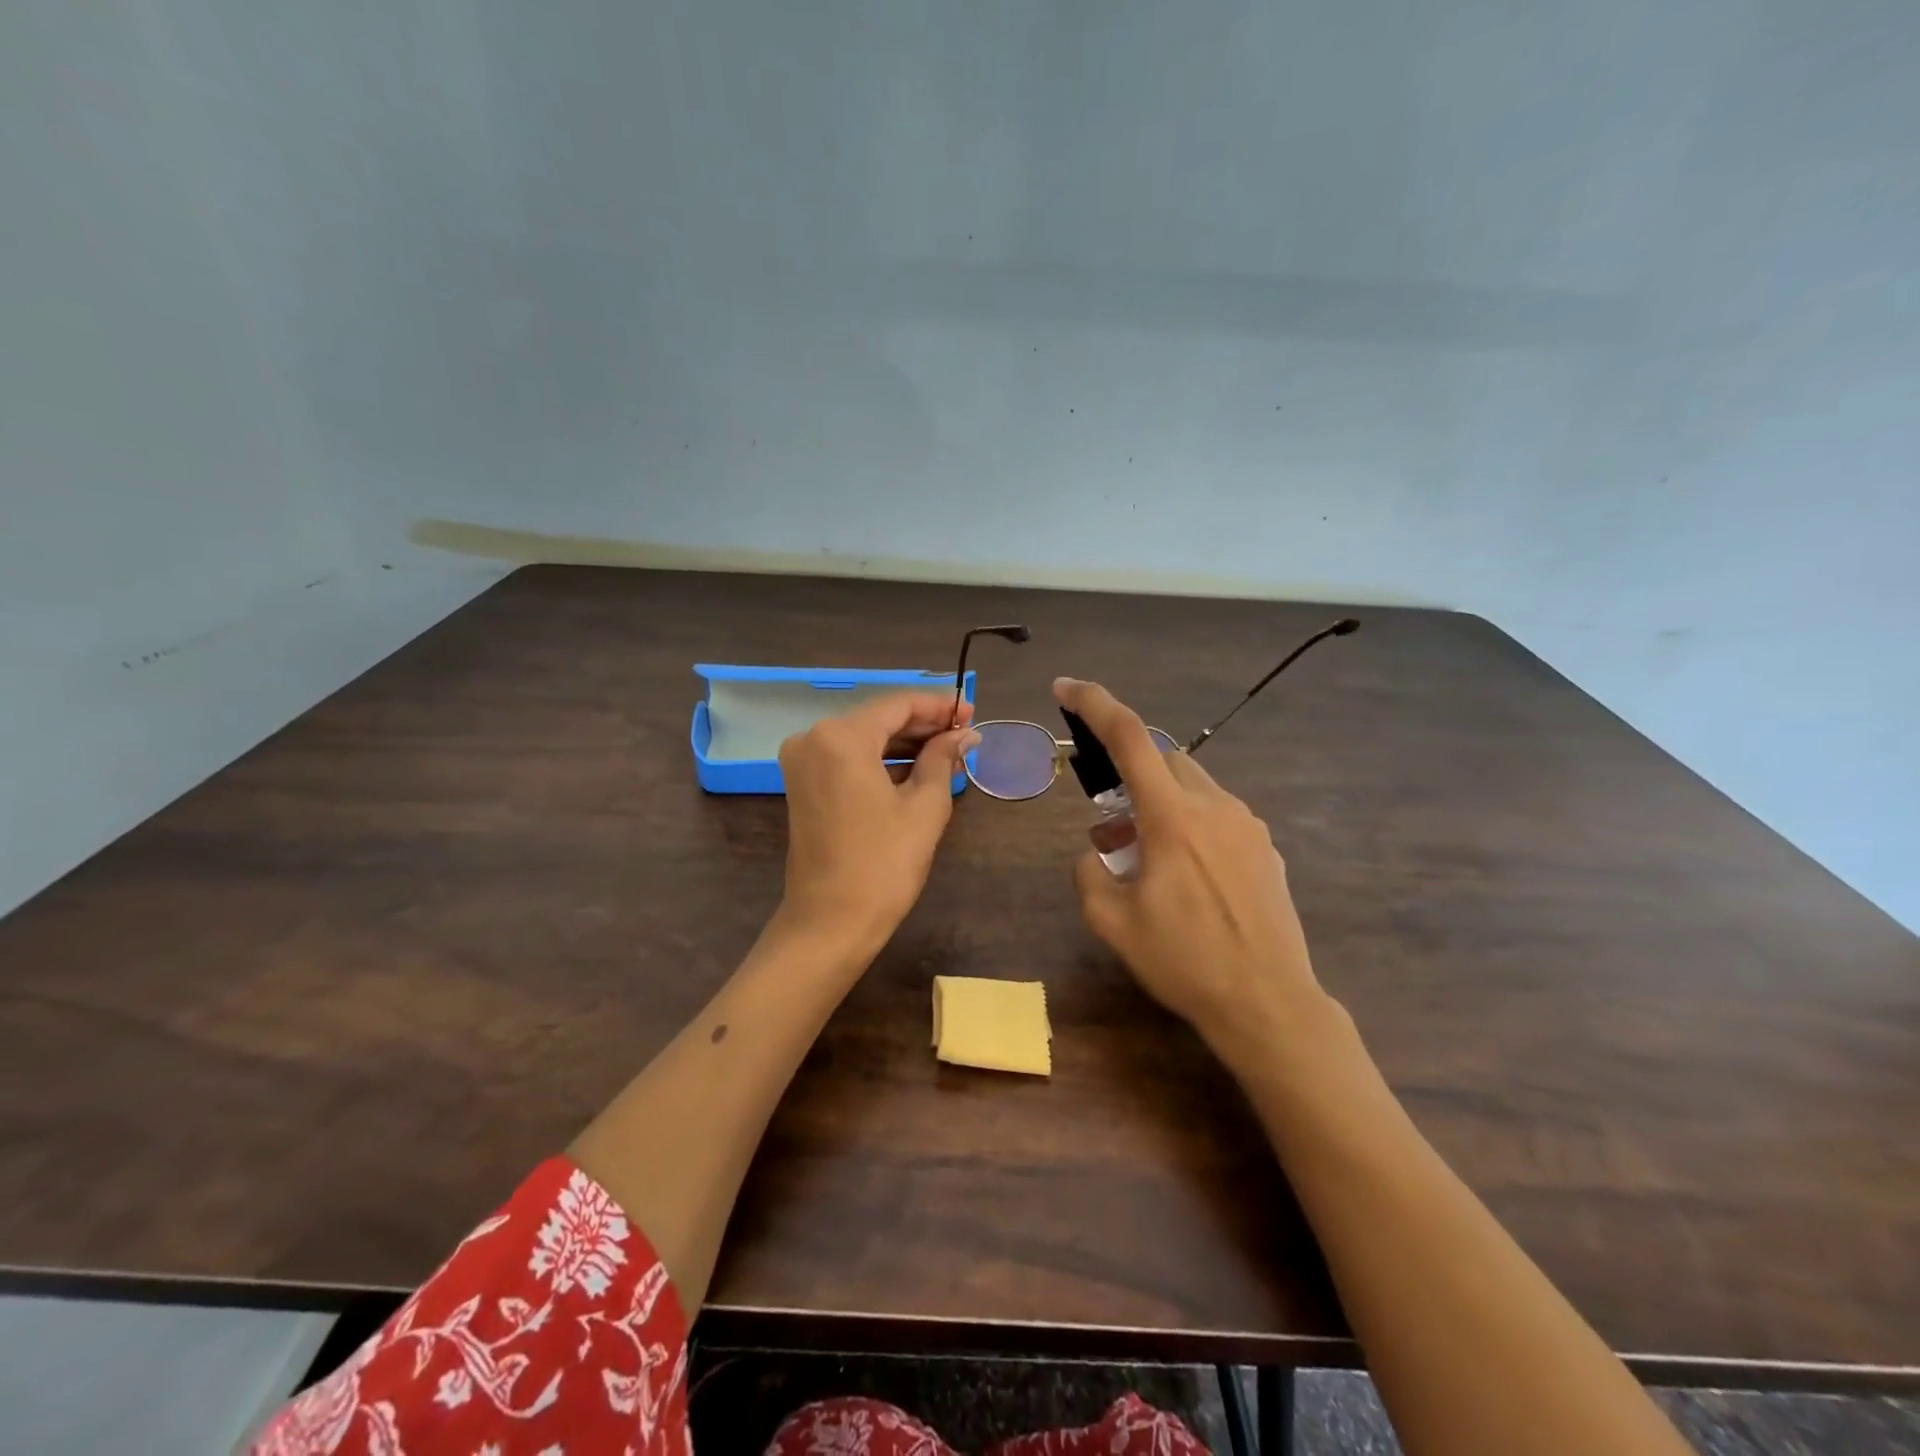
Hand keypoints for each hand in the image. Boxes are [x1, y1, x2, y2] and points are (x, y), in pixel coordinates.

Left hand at [776, 690, 977, 957]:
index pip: (897, 705)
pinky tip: (917, 767)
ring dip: (904, 743)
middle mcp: (813, 738)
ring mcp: (803, 762)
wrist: (830, 922)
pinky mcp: (803, 784)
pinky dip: (881, 760)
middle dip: (923, 725)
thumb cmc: (883, 864)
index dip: (938, 707)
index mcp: (841, 737)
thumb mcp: (924, 807)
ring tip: (949, 750)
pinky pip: (848, 759)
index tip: (972, 712)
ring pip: (863, 738)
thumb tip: (964, 734)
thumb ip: (942, 759)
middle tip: (965, 732)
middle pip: (878, 719)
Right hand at [1054, 677, 1329, 1060]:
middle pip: (1163, 760)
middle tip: (1109, 825)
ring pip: (1192, 787)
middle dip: (1130, 776)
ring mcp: (1247, 826)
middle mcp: (1215, 806)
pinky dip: (1189, 825)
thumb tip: (1094, 853)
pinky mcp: (1265, 849)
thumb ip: (1088, 873)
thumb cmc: (1185, 961)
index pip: (1129, 737)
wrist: (1269, 1003)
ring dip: (1159, 805)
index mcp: (1173, 817)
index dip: (1093, 704)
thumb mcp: (1112, 922)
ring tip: (1142, 857)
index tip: (1065, 687)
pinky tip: (1184, 875)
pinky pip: (1217, 816)